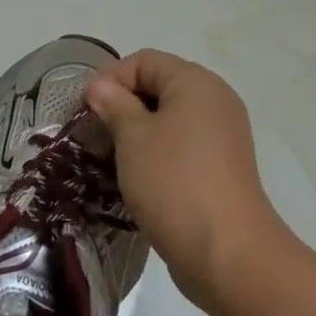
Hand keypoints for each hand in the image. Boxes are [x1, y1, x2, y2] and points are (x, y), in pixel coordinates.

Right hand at [85, 50, 286, 307]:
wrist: (229, 255)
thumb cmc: (174, 183)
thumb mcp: (133, 137)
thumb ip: (114, 104)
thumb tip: (100, 87)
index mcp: (195, 83)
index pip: (143, 61)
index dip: (111, 79)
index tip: (87, 111)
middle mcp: (214, 100)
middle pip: (157, 86)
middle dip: (121, 106)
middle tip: (94, 135)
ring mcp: (222, 135)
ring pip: (168, 118)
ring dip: (136, 132)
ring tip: (111, 158)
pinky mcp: (222, 167)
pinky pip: (181, 144)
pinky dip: (157, 152)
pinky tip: (137, 177)